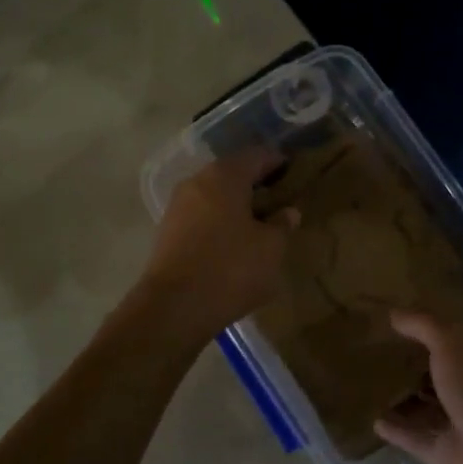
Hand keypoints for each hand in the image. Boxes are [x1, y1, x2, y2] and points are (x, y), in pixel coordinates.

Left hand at [138, 150, 297, 340]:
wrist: (174, 307)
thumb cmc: (230, 269)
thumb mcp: (271, 248)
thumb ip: (282, 225)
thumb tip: (287, 212)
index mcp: (225, 175)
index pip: (257, 155)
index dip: (278, 162)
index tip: (295, 172)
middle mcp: (197, 182)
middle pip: (232, 173)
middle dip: (255, 184)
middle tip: (279, 200)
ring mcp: (177, 206)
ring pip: (214, 196)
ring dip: (236, 205)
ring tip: (259, 224)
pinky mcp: (167, 232)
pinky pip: (201, 217)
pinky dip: (219, 222)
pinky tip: (233, 242)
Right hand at [376, 311, 462, 463]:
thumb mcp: (455, 346)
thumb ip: (424, 326)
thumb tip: (395, 313)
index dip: (437, 325)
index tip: (404, 314)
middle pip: (446, 370)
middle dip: (419, 359)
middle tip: (380, 343)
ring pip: (429, 404)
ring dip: (406, 394)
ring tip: (370, 378)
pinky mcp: (445, 454)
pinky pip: (414, 436)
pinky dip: (397, 428)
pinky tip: (373, 418)